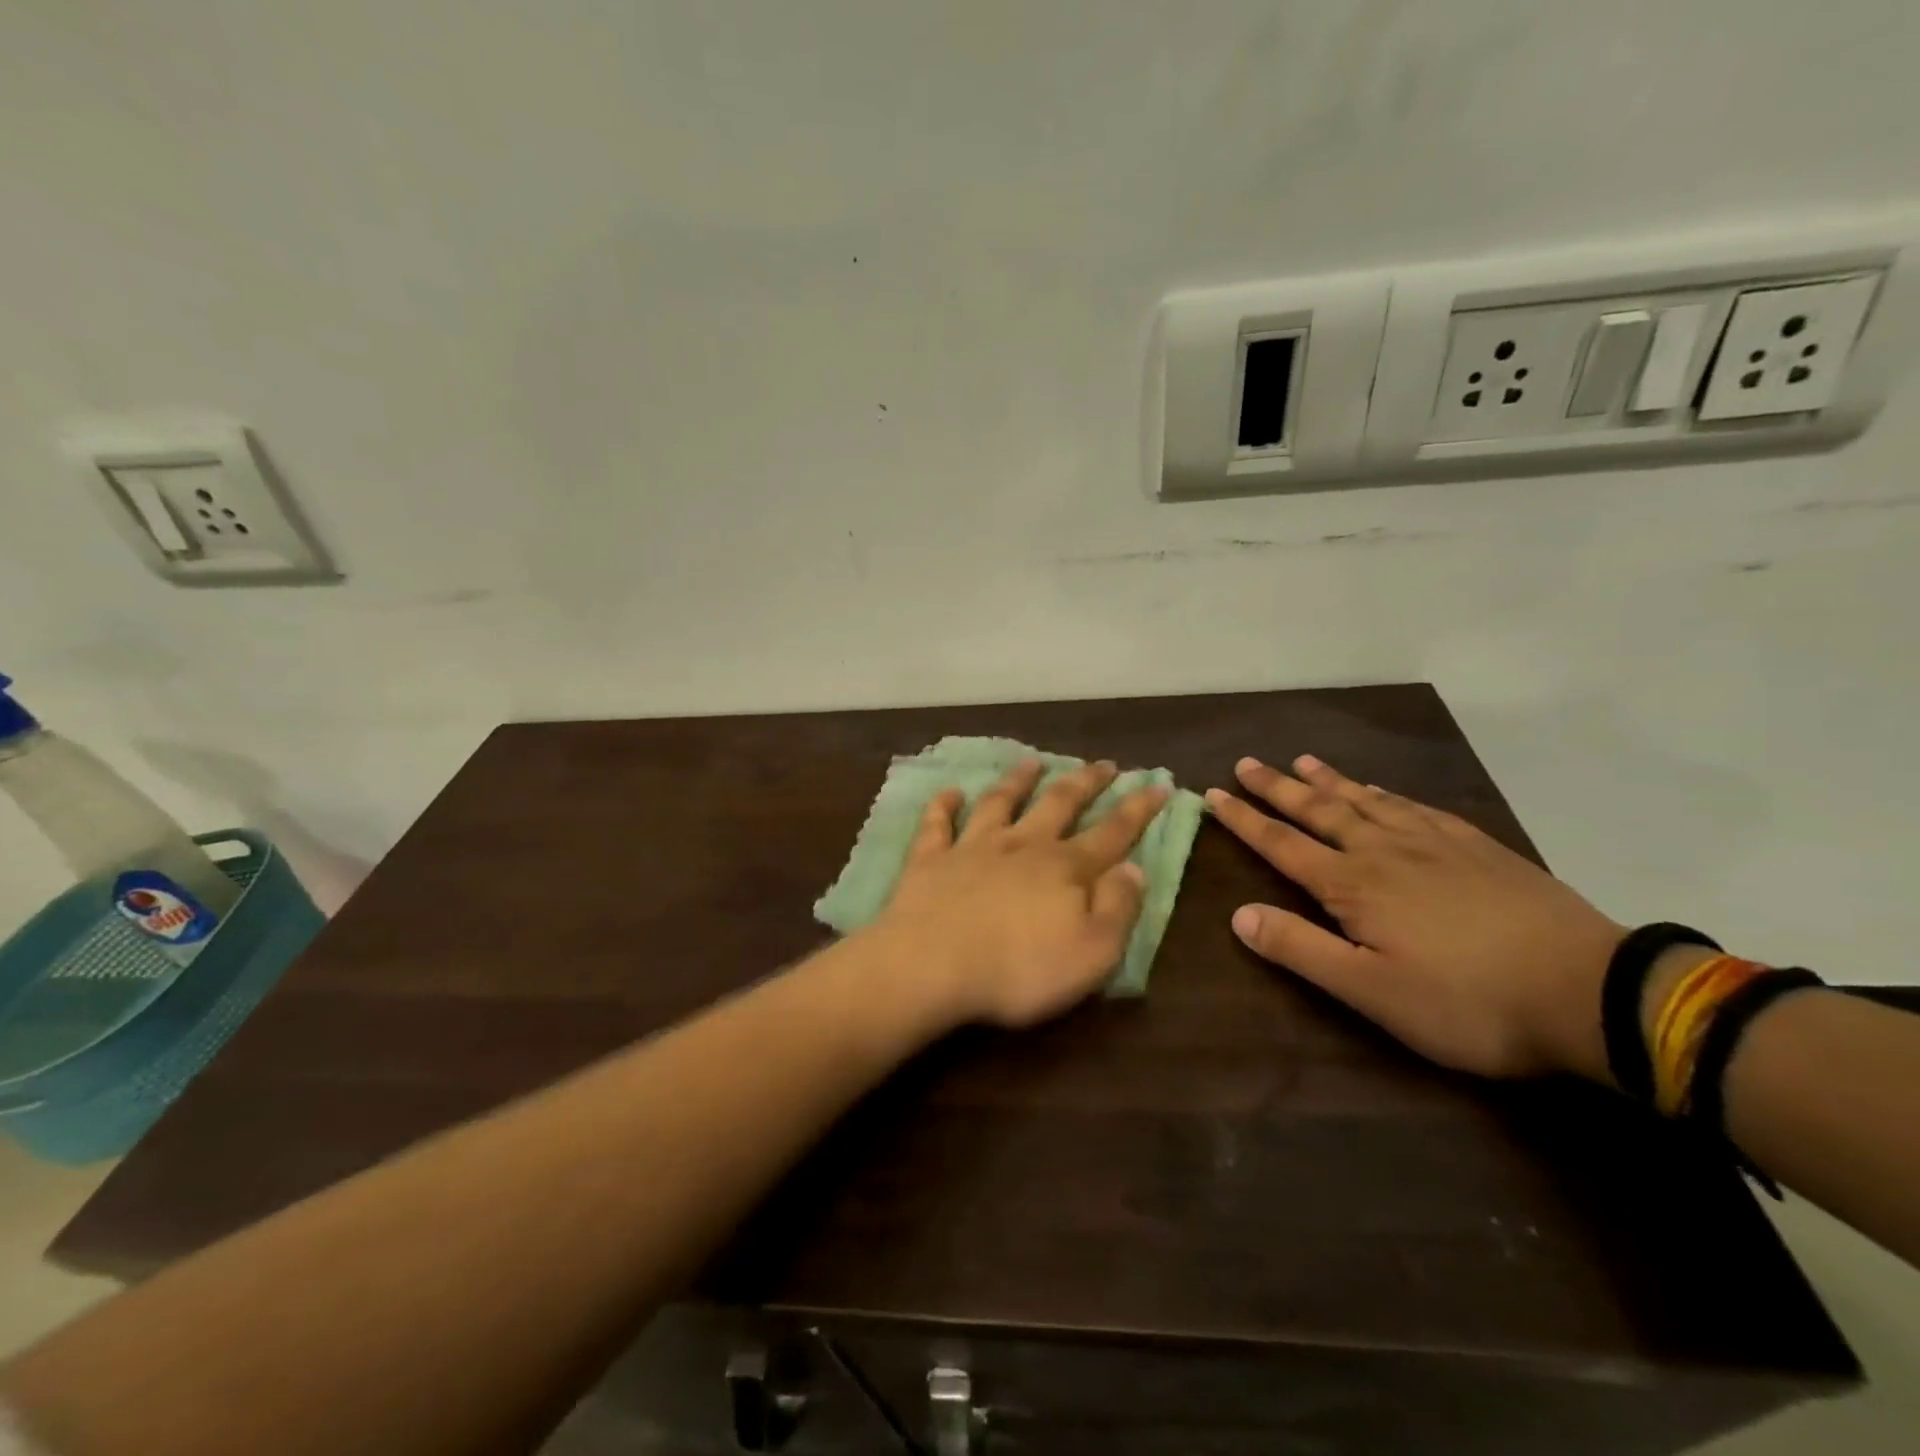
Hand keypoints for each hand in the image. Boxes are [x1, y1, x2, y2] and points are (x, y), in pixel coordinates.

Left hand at [871, 759, 1168, 1028]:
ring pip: (1000, 802)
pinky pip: (937, 824)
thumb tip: (1135, 868)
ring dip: (1018, 780)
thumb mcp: (1092, 952)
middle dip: (1085, 782)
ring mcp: (972, 848)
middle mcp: (1022, 846)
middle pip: (1059, 804)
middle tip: (1104, 764)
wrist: (932, 967)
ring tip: (1033, 761)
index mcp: (1065, 869)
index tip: (1158, 783)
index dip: (1138, 809)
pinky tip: (949, 792)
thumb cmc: (1019, 970)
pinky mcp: (930, 860)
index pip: (1112, 833)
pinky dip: (943, 806)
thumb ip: (1118, 908)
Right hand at [1208, 755, 1625, 1080]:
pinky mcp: (1478, 847)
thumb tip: (1238, 915)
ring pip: (1367, 802)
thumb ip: (1301, 950)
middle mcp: (1385, 852)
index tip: (1213, 794)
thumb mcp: (1372, 991)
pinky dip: (1386, 794)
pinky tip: (1382, 792)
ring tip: (1303, 761)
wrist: (1590, 992)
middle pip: (1320, 811)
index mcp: (1354, 885)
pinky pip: (1416, 807)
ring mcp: (1435, 844)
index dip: (1245, 820)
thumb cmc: (1468, 1001)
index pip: (1283, 844)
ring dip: (1329, 781)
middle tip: (1247, 763)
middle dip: (1278, 788)